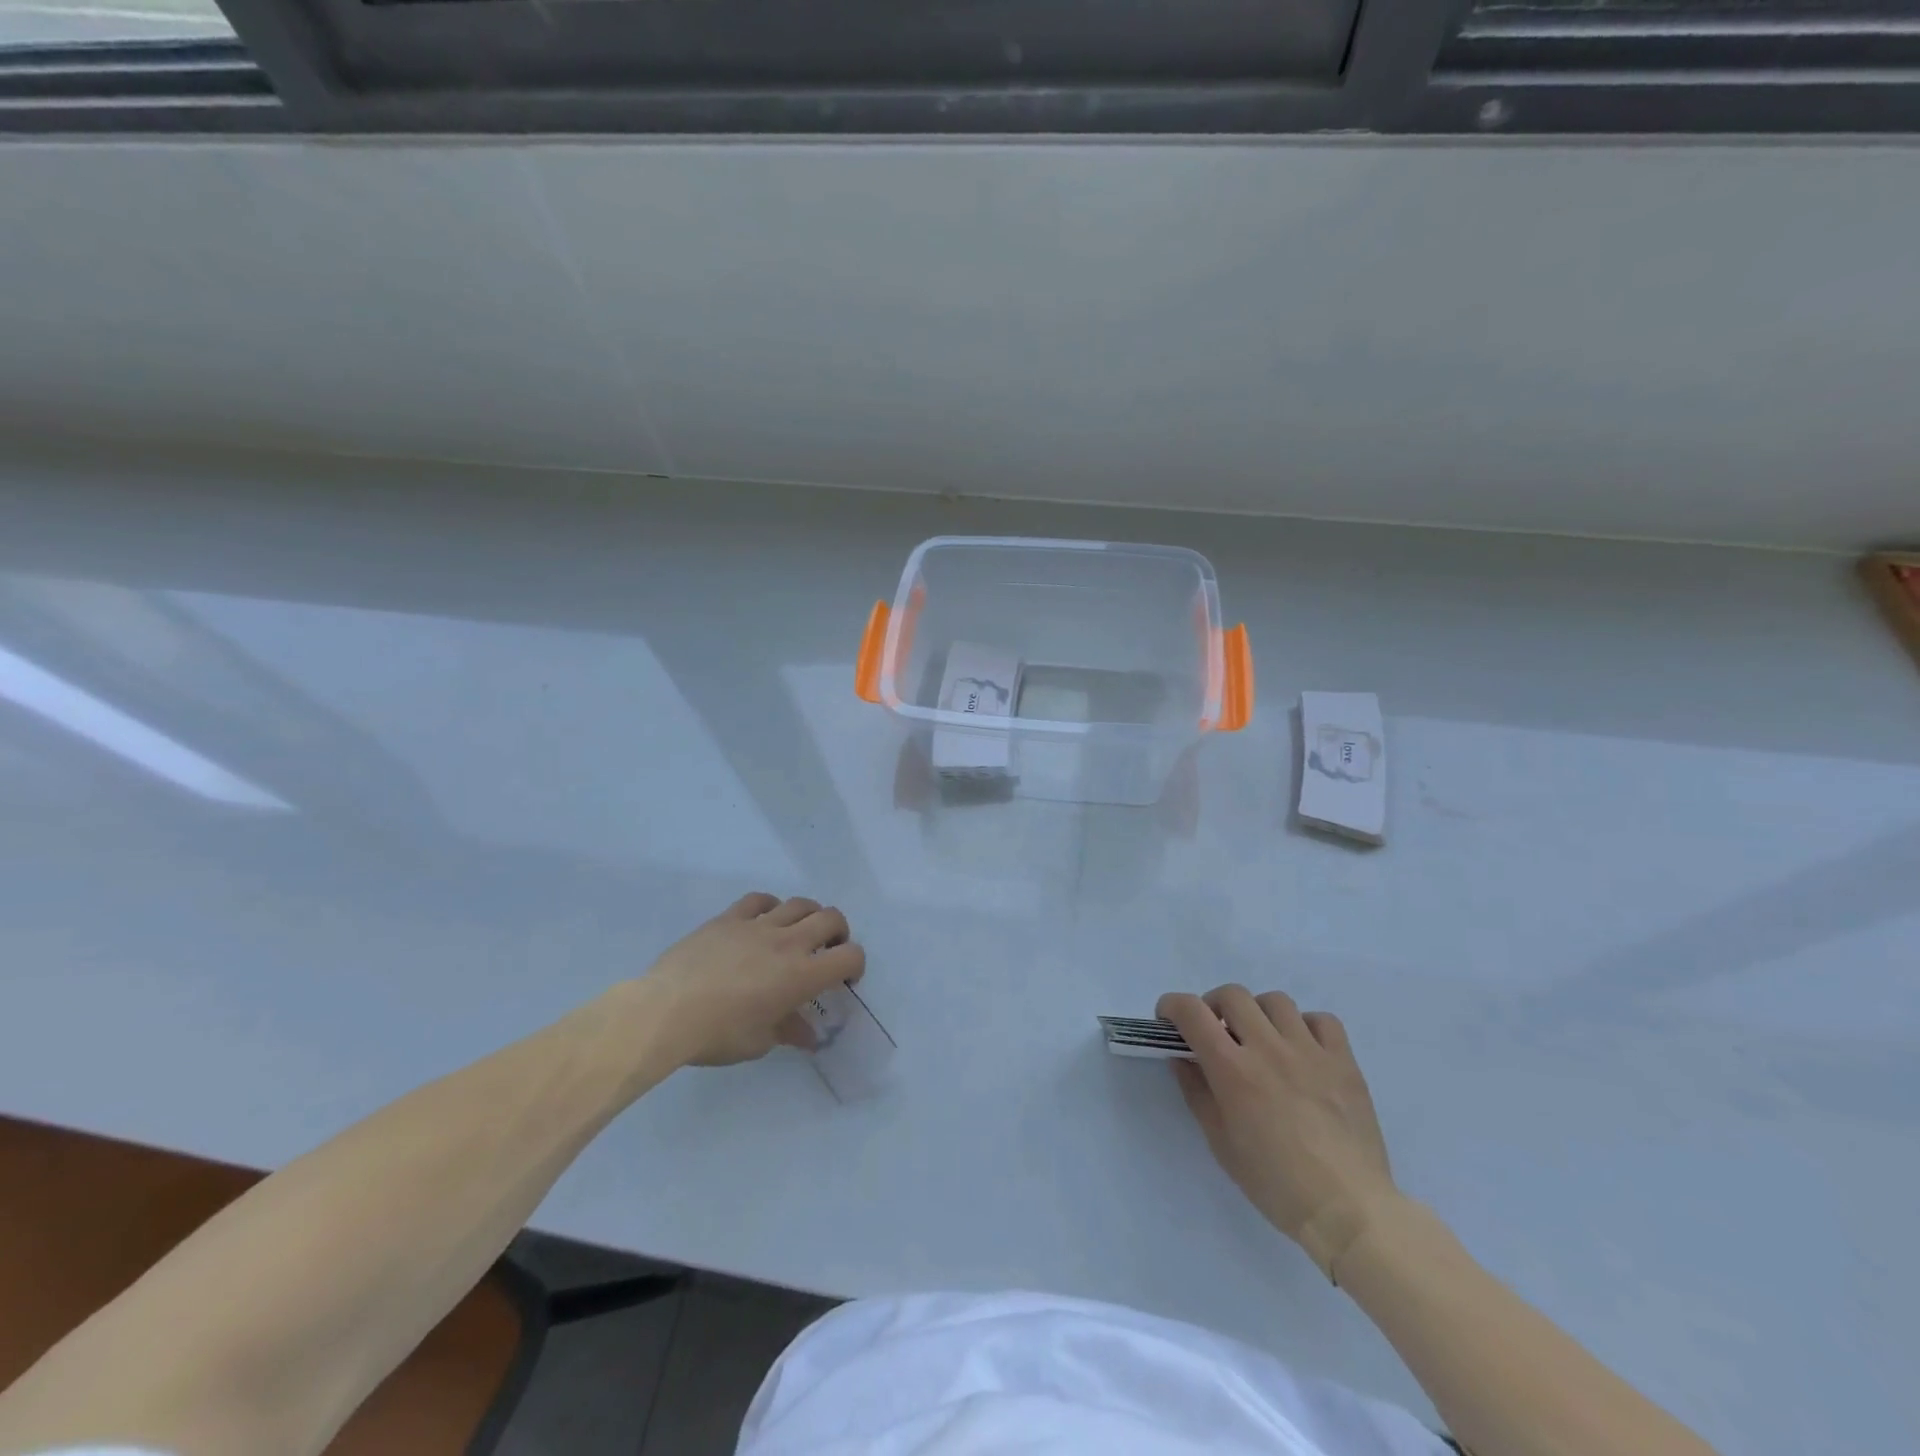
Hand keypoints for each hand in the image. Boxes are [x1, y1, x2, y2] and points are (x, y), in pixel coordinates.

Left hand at [643, 893, 864, 1066]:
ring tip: (798, 932)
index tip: (844, 979)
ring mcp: (758, 925)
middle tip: (827, 950)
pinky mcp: (729, 918)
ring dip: (808, 915)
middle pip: (831, 918)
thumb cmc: (718, 1034)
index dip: (855, 965)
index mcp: (801, 976)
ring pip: (799, 903)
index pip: (849, 956)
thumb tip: (807, 1035)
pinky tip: (763, 921)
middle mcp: (788, 943)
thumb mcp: (759, 1042)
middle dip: (838, 933)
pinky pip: (760, 900)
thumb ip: (788, 1031)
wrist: (667, 1011)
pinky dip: (771, 907)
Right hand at [1158, 985, 1398, 1279]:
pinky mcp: (1344, 1062)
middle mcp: (1269, 1049)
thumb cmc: (1276, 1183)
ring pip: (1276, 1001)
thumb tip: (1183, 1057)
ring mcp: (1310, 1052)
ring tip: (1262, 1039)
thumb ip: (1197, 1092)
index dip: (1173, 1006)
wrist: (1348, 1210)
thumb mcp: (1221, 1142)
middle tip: (1216, 1031)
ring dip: (1259, 1013)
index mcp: (1233, 1070)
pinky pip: (1322, 1020)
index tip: (1169, 1020)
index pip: (1192, 1012)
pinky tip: (1302, 1050)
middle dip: (1214, 1006)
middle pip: (1233, 995)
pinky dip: (1305, 1026)